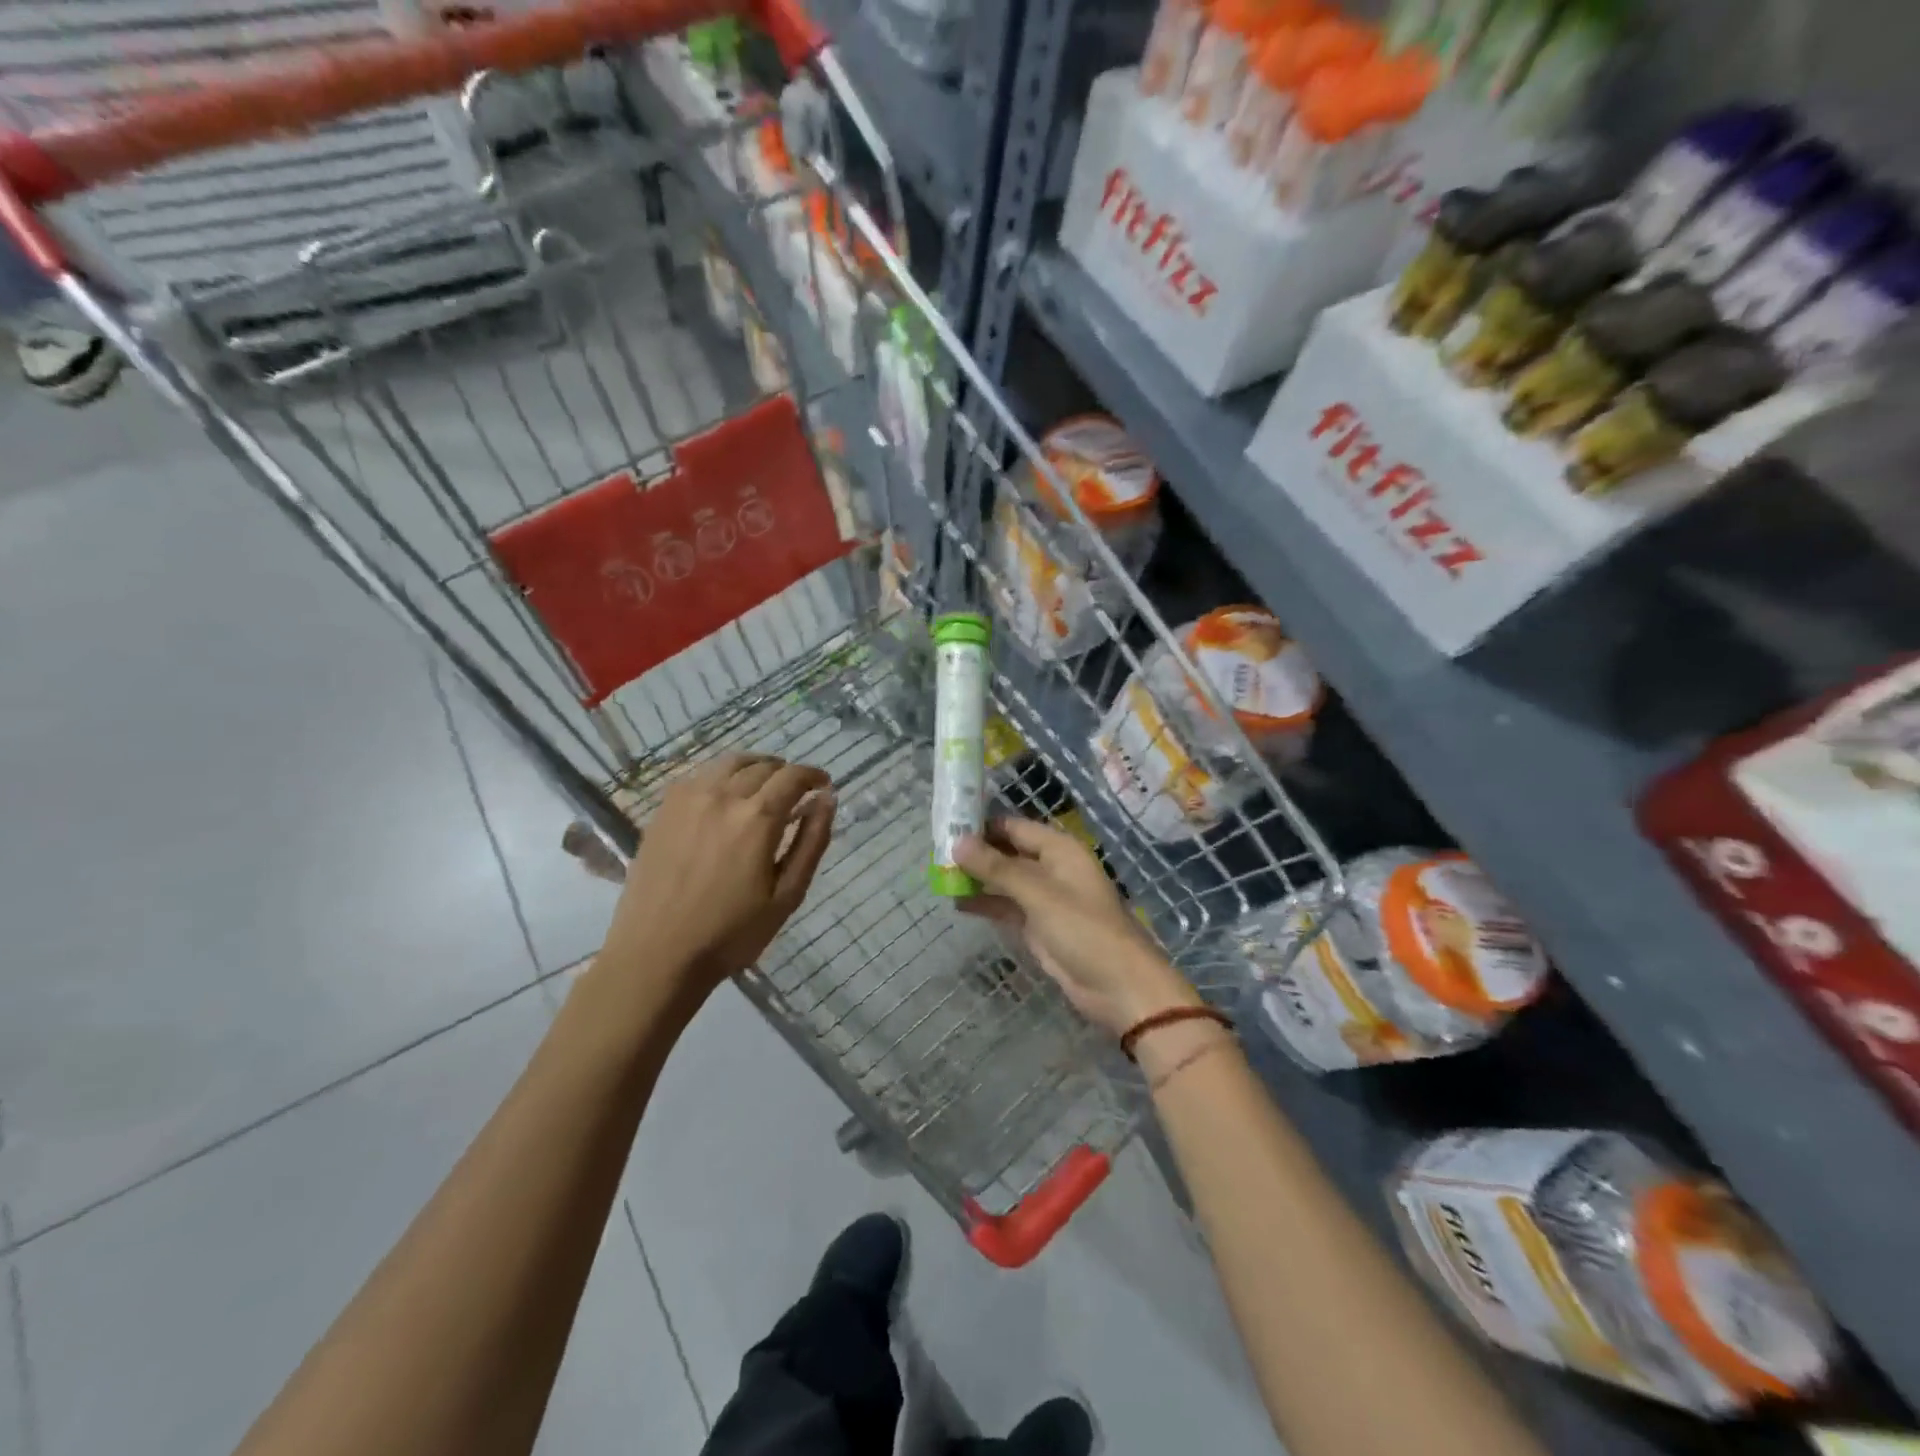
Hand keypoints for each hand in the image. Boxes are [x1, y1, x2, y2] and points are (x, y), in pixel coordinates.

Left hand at [602, 753, 835, 1002]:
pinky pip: (700, 775)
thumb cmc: (730, 933)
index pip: (793, 777)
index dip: (813, 775)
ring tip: (763, 787)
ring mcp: (688, 799)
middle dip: (786, 774)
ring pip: (730, 763)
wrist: (656, 955)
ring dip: (755, 768)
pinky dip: (723, 777)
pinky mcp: (664, 809)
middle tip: (796, 794)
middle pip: (763, 766)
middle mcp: (723, 796)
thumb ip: (811, 842)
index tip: (823, 785)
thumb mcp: (787, 896)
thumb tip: (827, 800)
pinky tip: (725, 798)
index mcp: (757, 818)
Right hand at [955, 817, 1199, 1036]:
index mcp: (1059, 850)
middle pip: (1007, 852)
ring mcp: (1044, 899)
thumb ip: (997, 868)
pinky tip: (957, 903)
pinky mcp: (1038, 926)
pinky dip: (986, 904)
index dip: (982, 825)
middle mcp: (1051, 868)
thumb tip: (957, 843)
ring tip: (939, 877)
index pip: (1014, 827)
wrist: (1118, 987)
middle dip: (975, 853)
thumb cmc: (1083, 929)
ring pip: (1004, 881)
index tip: (946, 825)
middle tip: (934, 853)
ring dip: (977, 880)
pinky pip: (1007, 907)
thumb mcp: (1038, 894)